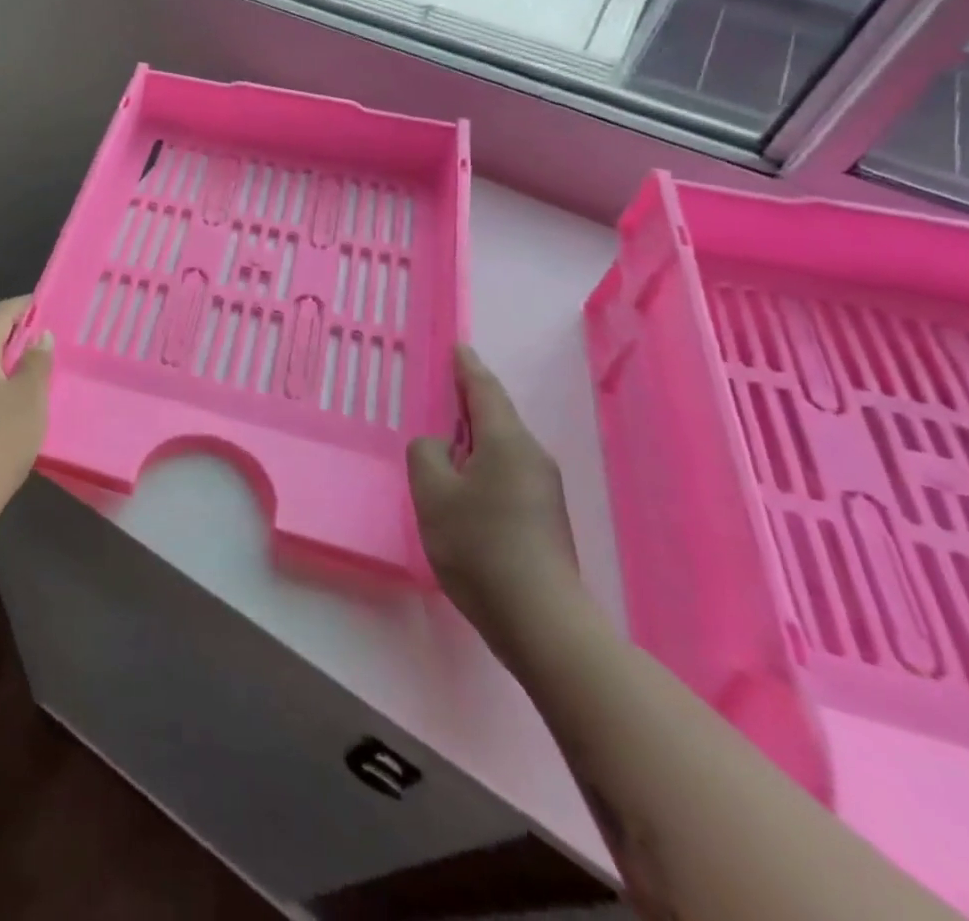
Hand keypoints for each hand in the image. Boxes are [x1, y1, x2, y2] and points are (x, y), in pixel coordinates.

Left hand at [0, 297, 53, 531]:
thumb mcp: (29, 398)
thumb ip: (37, 362)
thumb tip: (40, 337)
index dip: (23, 306)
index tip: (46, 303)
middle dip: (17, 334)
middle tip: (49, 337)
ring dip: (9, 362)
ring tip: (39, 368)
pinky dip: (0, 385)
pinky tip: (18, 402)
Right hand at [408, 346, 584, 659]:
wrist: (540, 620)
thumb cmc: (479, 546)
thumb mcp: (432, 493)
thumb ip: (426, 455)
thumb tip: (439, 448)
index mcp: (507, 443)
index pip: (485, 391)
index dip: (467, 368)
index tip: (458, 347)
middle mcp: (531, 458)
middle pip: (496, 417)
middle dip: (469, 401)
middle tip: (441, 389)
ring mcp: (542, 490)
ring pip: (501, 447)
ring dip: (473, 436)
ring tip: (444, 437)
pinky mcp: (542, 517)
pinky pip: (505, 471)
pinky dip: (481, 463)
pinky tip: (461, 482)